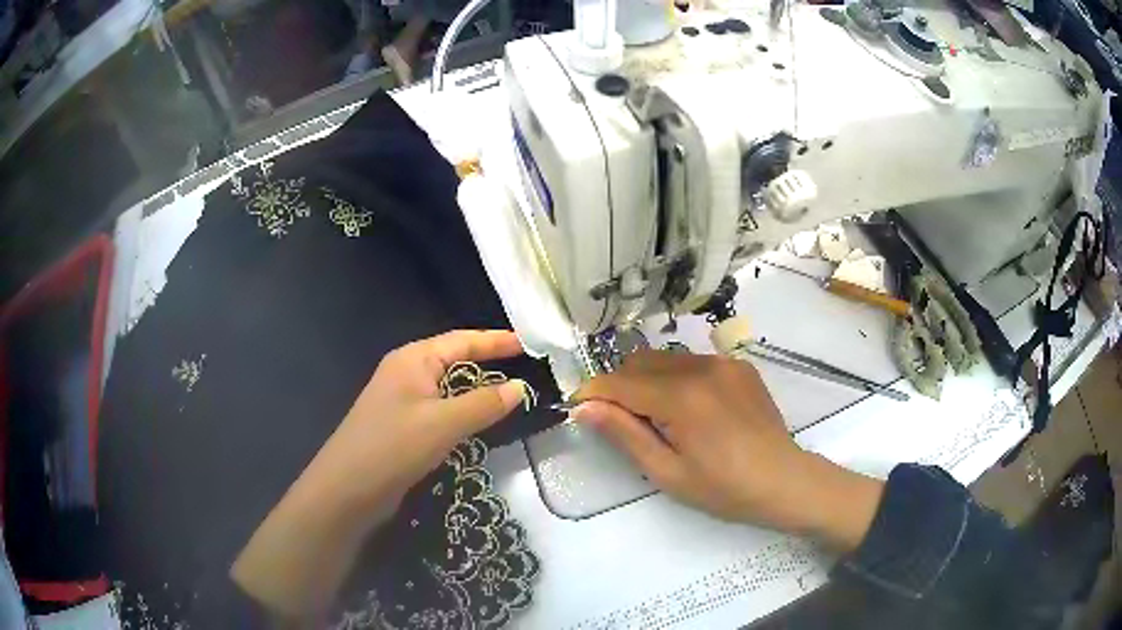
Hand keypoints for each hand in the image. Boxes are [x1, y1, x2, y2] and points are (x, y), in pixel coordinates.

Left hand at [321, 329, 529, 513]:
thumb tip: (520, 387)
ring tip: (512, 394)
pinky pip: (440, 410)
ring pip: (448, 388)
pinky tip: (480, 423)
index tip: (530, 344)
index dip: (496, 341)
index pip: (462, 340)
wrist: (347, 490)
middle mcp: (407, 373)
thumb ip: (484, 404)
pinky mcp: (402, 427)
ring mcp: (402, 401)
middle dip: (489, 362)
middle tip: (526, 369)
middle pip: (454, 360)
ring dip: (477, 390)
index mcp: (413, 359)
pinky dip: (463, 412)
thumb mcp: (443, 423)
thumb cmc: (394, 447)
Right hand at [572, 351, 882, 551]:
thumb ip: (625, 433)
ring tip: (656, 416)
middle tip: (619, 420)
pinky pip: (694, 363)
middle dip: (619, 385)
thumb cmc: (723, 488)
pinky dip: (678, 379)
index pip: (620, 383)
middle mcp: (701, 367)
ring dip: (648, 380)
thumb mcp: (667, 471)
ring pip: (666, 359)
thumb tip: (584, 406)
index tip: (576, 407)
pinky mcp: (739, 365)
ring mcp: (724, 363)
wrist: (784, 480)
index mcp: (681, 397)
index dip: (592, 392)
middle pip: (640, 363)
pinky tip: (690, 409)